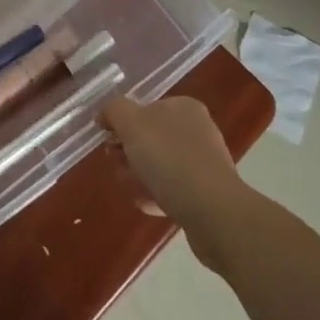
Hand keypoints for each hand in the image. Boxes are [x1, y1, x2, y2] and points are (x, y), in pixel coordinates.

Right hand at [100, 95, 246, 246]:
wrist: (213, 212)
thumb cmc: (170, 159)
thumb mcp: (132, 124)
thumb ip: (115, 110)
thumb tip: (106, 113)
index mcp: (184, 107)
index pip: (144, 109)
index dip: (122, 125)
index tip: (108, 144)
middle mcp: (197, 129)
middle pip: (150, 138)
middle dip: (129, 153)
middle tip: (118, 167)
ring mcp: (204, 162)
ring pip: (160, 165)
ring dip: (140, 176)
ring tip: (132, 189)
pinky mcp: (207, 192)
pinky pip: (173, 189)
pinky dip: (157, 195)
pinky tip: (149, 205)